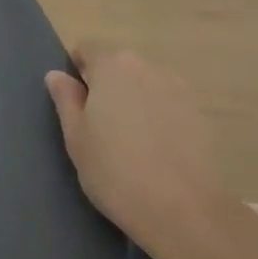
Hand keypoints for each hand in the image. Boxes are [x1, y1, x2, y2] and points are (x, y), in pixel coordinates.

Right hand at [45, 46, 225, 249]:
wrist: (182, 210)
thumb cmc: (114, 169)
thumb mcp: (75, 136)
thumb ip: (66, 98)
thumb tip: (58, 75)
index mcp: (112, 67)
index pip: (88, 49)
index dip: (77, 70)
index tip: (74, 102)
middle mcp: (147, 68)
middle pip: (118, 66)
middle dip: (106, 86)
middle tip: (97, 126)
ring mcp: (178, 90)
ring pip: (144, 86)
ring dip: (133, 101)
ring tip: (129, 141)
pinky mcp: (199, 115)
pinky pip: (167, 106)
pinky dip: (157, 119)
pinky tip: (154, 151)